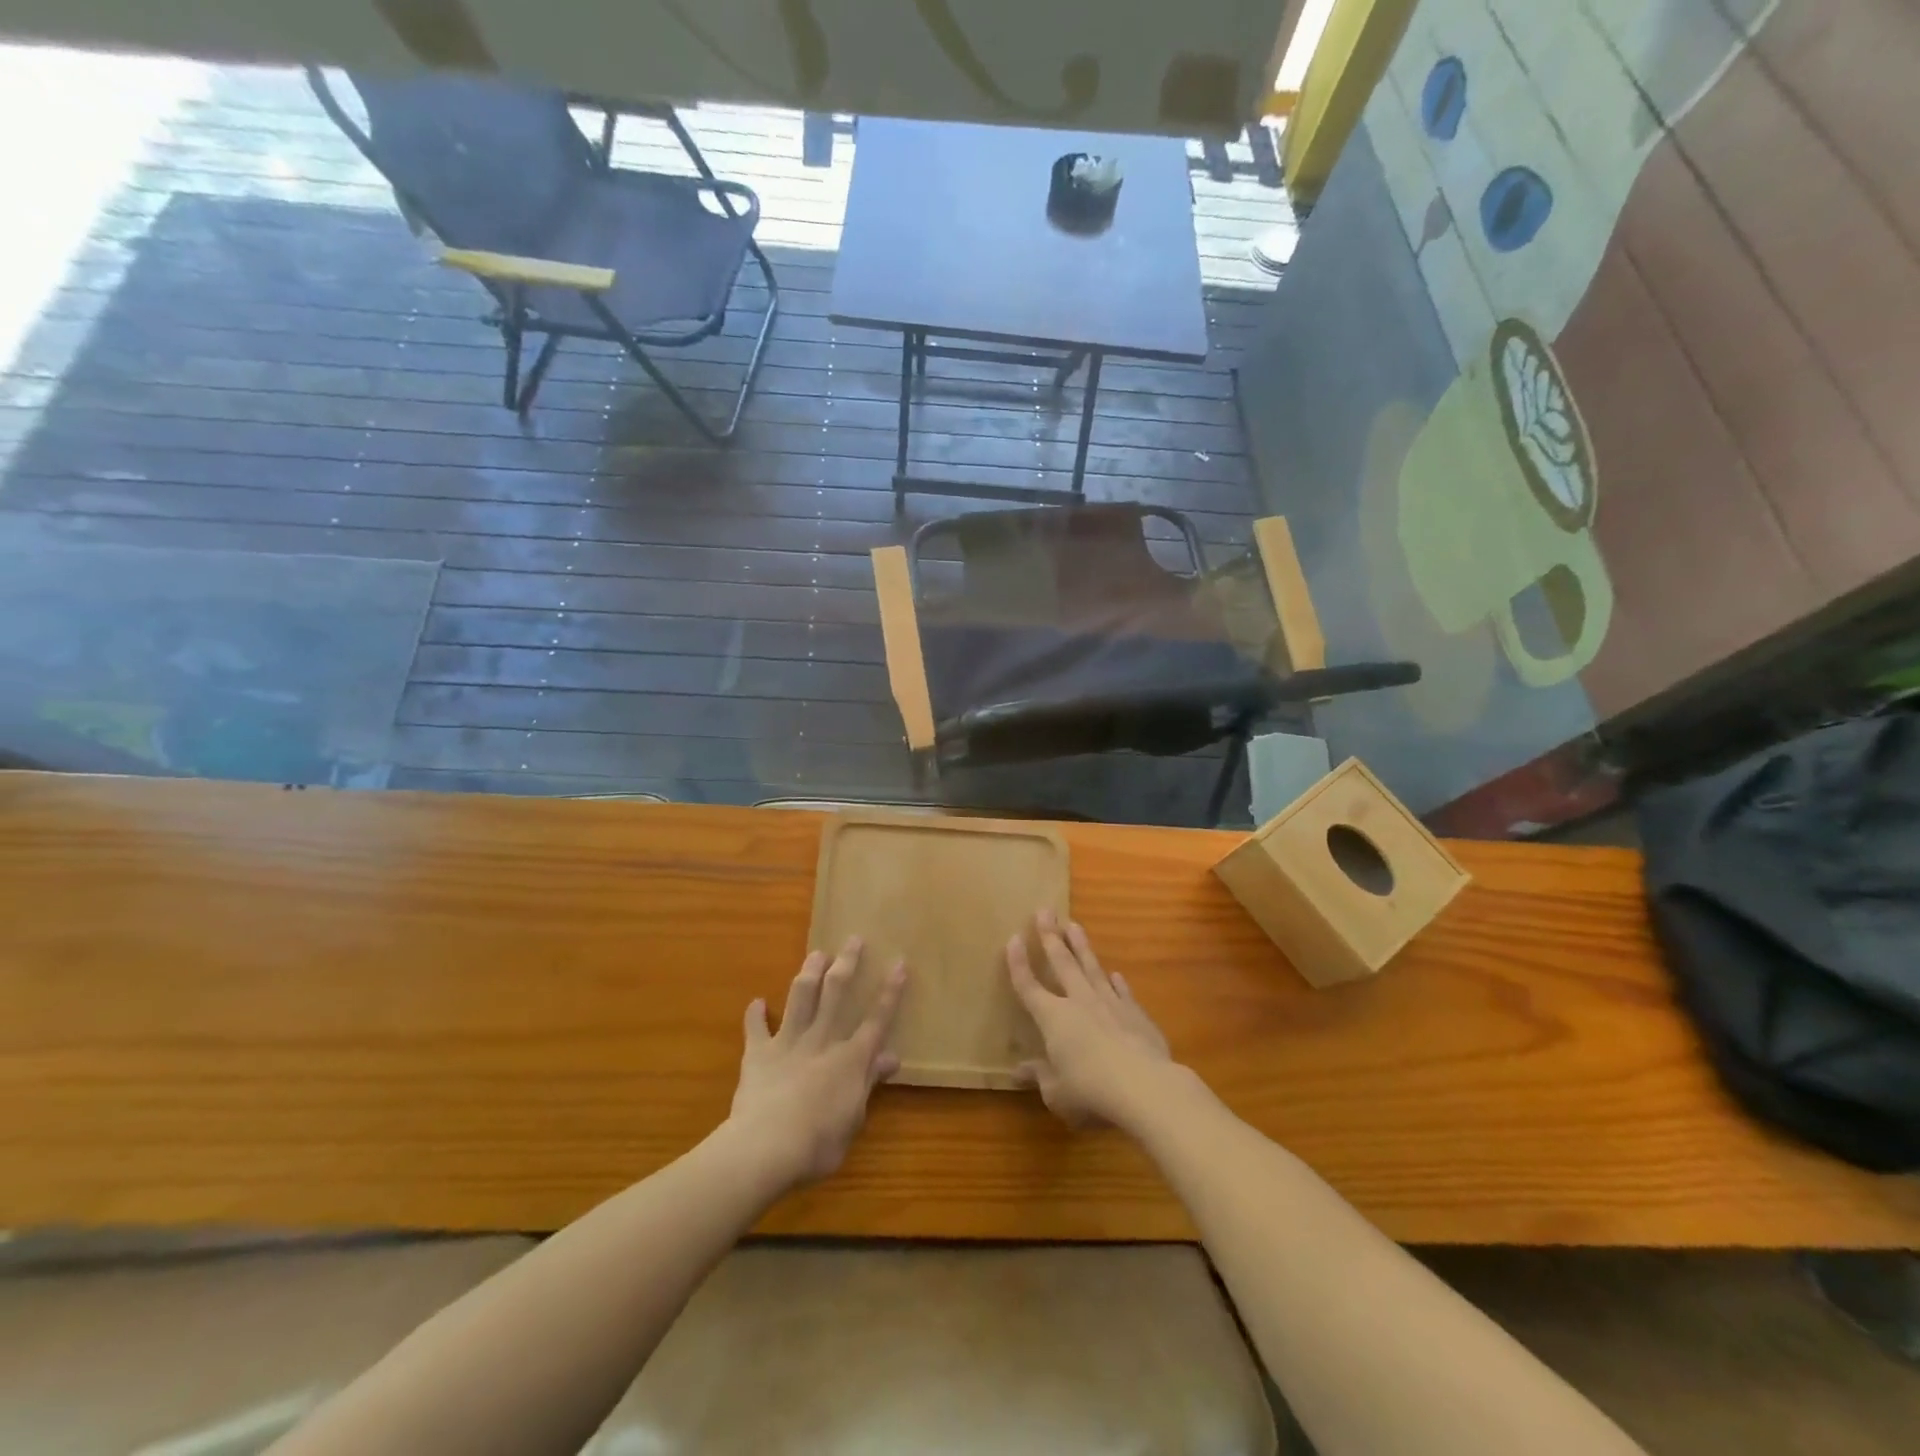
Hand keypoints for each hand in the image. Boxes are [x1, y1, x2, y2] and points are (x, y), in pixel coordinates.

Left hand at [727, 937, 904, 1190]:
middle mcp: (822, 1040)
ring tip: (816, 953)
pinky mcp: (759, 1053)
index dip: (890, 992)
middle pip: (837, 993)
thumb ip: (869, 1083)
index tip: (899, 963)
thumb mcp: (854, 1118)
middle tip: (853, 939)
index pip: (876, 1019)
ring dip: (810, 973)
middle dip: (847, 964)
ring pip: (802, 997)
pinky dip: (755, 1015)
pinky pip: (756, 1028)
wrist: (766, 1146)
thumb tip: (892, 1057)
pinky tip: (756, 1002)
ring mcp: (789, 1042)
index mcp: (850, 1058)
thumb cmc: (819, 1142)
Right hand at [1006, 910, 1176, 1130]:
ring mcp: (1110, 1004)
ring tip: (1074, 924)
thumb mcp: (1056, 1093)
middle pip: (1062, 963)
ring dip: (1081, 946)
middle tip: (1044, 911)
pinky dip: (1117, 982)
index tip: (1013, 938)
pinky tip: (1115, 974)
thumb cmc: (1091, 1092)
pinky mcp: (1136, 1014)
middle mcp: (1079, 1002)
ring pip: (1092, 967)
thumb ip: (1040, 1077)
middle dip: (1050, 936)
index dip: (1018, 963)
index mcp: (1053, 1018)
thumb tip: (1020, 1071)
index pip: (1029, 986)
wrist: (1146, 1087)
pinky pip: (1123, 992)